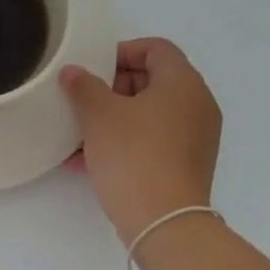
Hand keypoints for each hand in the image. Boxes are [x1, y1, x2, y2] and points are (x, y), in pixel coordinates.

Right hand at [61, 38, 221, 243]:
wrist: (163, 221)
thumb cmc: (133, 155)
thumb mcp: (100, 115)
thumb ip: (84, 87)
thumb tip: (73, 72)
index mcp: (183, 83)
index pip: (156, 48)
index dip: (121, 52)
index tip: (92, 69)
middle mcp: (196, 105)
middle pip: (153, 81)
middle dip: (113, 88)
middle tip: (84, 102)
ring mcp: (195, 138)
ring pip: (149, 115)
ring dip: (114, 119)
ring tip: (79, 133)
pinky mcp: (185, 166)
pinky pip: (152, 142)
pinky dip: (124, 143)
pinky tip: (87, 161)